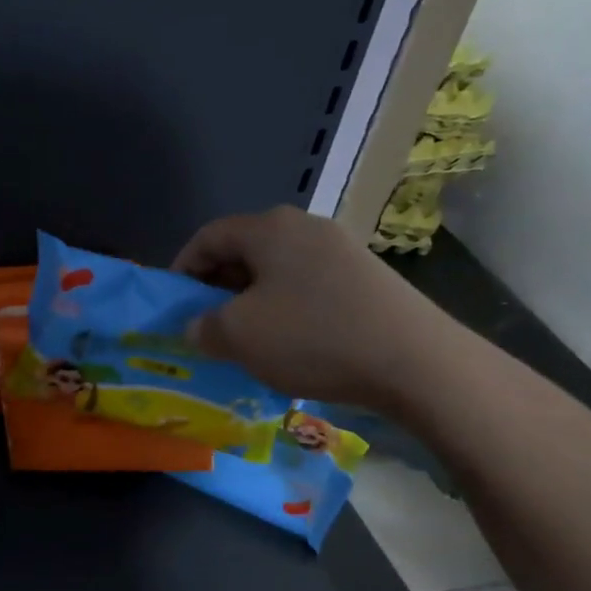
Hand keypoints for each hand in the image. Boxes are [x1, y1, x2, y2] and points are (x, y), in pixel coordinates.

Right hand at [171, 205, 452, 410]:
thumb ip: (202, 327)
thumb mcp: (237, 336)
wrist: (416, 362)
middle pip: (243, 250)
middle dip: (216, 287)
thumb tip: (198, 326)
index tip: (174, 305)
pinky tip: (289, 345)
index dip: (182, 269)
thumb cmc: (311, 337)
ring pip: (276, 271)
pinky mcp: (366, 278)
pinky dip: (285, 310)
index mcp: (269, 228)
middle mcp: (305, 227)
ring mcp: (341, 250)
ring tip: (246, 339)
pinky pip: (307, 286)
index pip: (208, 236)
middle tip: (206, 325)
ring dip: (251, 302)